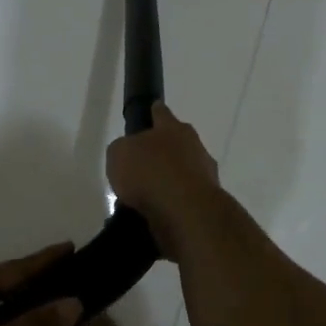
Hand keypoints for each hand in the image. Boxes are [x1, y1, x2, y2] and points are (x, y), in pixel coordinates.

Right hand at [106, 103, 221, 254]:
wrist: (186, 212)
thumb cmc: (150, 173)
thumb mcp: (119, 154)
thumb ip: (123, 150)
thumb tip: (130, 156)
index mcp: (173, 128)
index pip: (161, 113)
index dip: (154, 112)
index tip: (152, 110)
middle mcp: (194, 147)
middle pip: (176, 144)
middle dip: (161, 153)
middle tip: (140, 166)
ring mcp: (204, 175)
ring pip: (182, 174)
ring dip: (167, 182)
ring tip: (143, 199)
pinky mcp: (206, 203)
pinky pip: (183, 200)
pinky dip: (171, 205)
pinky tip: (154, 215)